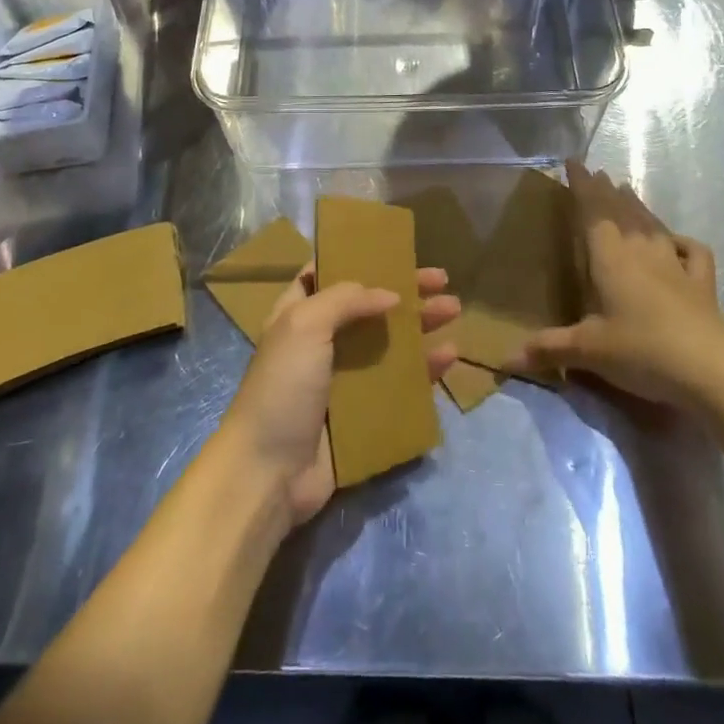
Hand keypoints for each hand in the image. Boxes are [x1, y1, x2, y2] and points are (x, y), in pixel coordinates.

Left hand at [220, 264, 459, 527]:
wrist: (268, 473)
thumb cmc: (282, 387)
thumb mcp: (304, 325)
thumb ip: (345, 299)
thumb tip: (390, 295)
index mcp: (299, 315)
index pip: (327, 276)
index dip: (357, 260)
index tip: (392, 250)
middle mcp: (322, 343)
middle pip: (370, 308)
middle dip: (405, 292)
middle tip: (442, 280)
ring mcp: (344, 381)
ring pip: (390, 344)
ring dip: (421, 326)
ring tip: (455, 310)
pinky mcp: (364, 416)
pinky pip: (400, 386)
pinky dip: (424, 370)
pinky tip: (449, 356)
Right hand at [509, 160, 723, 405]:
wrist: (710, 369)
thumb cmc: (640, 350)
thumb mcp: (588, 351)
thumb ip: (549, 349)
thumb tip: (505, 360)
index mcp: (609, 256)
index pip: (592, 210)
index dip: (581, 185)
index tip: (573, 162)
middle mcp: (640, 250)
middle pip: (621, 211)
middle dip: (606, 191)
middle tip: (597, 174)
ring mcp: (674, 264)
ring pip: (652, 224)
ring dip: (637, 206)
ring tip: (626, 191)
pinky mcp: (701, 283)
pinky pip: (692, 251)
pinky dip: (682, 240)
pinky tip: (677, 241)